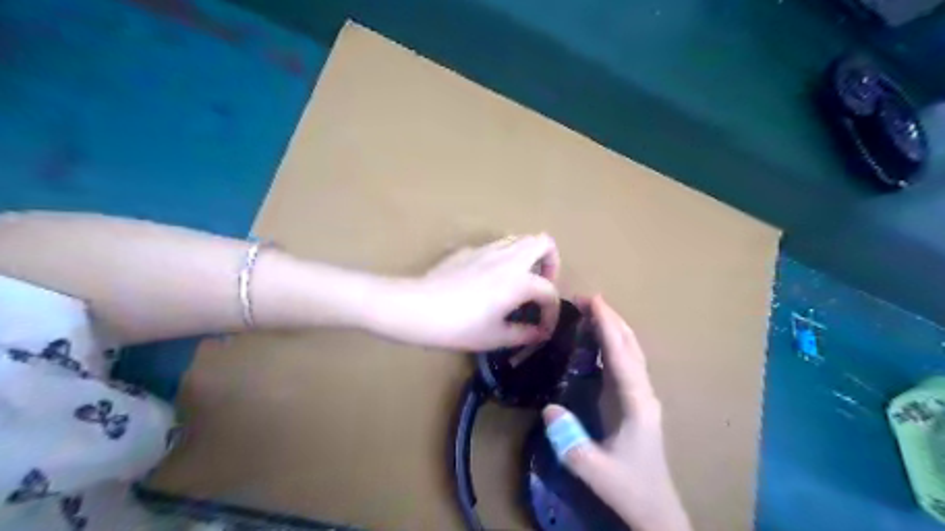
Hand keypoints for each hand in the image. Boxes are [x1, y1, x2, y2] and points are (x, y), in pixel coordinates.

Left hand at [381, 233, 559, 350]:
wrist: (417, 308)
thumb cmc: (460, 326)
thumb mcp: (496, 336)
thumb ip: (525, 334)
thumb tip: (541, 333)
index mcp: (519, 280)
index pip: (549, 291)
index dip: (553, 312)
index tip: (544, 329)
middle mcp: (508, 258)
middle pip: (543, 242)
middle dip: (550, 262)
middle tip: (541, 284)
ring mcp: (487, 250)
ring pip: (518, 239)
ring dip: (528, 256)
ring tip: (519, 281)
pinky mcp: (467, 250)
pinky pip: (495, 246)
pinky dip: (504, 258)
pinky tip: (488, 280)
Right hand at [543, 295, 691, 529]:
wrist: (656, 509)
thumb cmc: (630, 488)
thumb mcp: (596, 470)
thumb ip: (571, 442)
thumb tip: (549, 408)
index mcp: (637, 402)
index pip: (621, 355)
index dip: (607, 325)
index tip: (593, 301)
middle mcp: (642, 392)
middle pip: (630, 345)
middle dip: (611, 318)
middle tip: (587, 298)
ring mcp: (641, 395)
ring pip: (630, 351)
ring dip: (613, 328)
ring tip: (591, 311)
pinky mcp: (635, 401)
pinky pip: (623, 363)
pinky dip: (611, 344)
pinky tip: (596, 341)